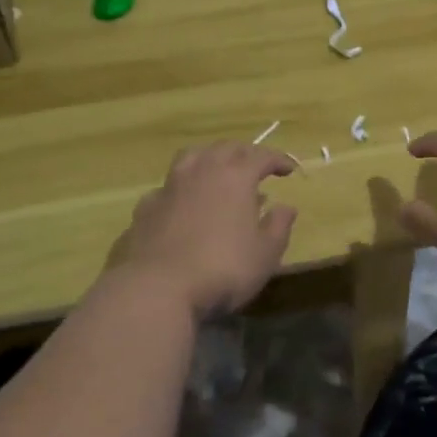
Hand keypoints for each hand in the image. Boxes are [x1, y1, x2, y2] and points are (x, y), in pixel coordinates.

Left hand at [111, 144, 296, 319]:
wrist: (157, 288)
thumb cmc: (222, 269)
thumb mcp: (265, 254)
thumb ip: (279, 227)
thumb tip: (286, 207)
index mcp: (235, 177)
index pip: (261, 156)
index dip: (278, 159)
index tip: (289, 170)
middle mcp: (202, 171)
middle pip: (226, 148)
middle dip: (244, 154)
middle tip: (255, 167)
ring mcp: (170, 186)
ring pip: (192, 157)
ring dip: (210, 159)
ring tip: (218, 173)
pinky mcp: (146, 206)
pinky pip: (169, 186)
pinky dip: (182, 188)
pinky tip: (183, 203)